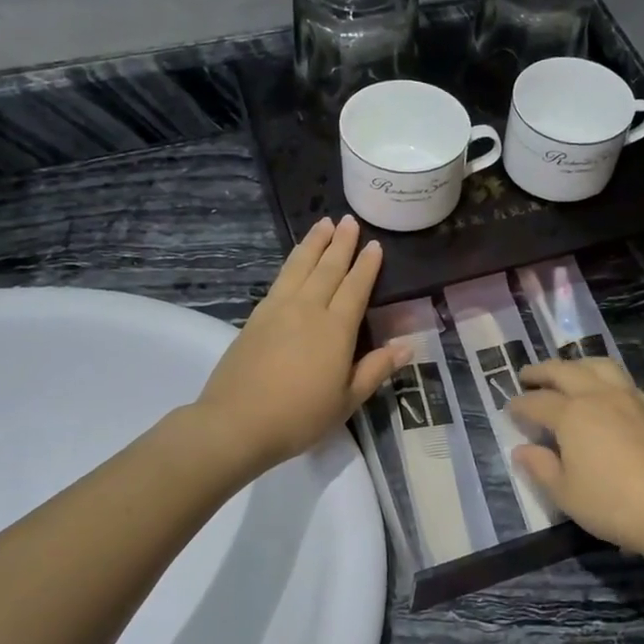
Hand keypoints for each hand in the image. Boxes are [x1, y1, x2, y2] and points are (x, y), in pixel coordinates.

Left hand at [193, 217, 407, 475]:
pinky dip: (291, 262)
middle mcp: (308, 309)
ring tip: (323, 223)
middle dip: (341, 243)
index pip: (355, 288)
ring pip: (300, 266)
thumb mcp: (346, 400)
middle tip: (349, 220)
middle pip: (327, 268)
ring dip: (313, 243)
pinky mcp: (256, 317)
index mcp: (336, 329)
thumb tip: (406, 347)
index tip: (375, 245)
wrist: (237, 422)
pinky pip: (279, 279)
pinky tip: (295, 260)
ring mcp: (278, 310)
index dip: (366, 266)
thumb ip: (375, 370)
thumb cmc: (299, 416)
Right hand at [507, 358, 643, 563]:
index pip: (537, 403)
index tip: (508, 410)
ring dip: (576, 365)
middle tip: (527, 376)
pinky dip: (605, 379)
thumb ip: (540, 468)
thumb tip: (522, 450)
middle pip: (565, 372)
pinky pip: (623, 381)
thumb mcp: (565, 494)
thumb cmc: (613, 505)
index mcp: (572, 415)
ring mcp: (631, 399)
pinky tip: (606, 394)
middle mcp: (600, 397)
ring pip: (599, 366)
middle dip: (542, 372)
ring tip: (567, 373)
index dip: (519, 405)